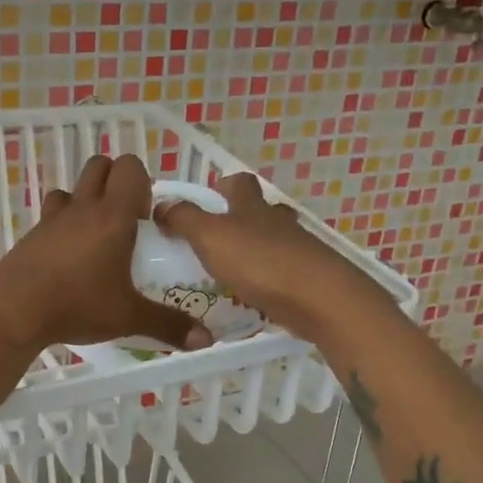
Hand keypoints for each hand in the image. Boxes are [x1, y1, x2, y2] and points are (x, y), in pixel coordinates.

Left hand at [0, 154, 213, 354]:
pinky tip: (68, 255)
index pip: (130, 168)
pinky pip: (52, 212)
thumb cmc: (77, 304)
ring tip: (96, 236)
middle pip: (100, 165)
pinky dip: (63, 221)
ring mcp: (53, 217)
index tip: (145, 219)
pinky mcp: (32, 233)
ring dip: (87, 199)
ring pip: (73, 187)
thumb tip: (205, 340)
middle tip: (125, 221)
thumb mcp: (128, 317)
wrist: (13, 309)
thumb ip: (168, 325)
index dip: (142, 184)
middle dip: (116, 182)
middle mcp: (83, 207)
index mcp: (113, 216)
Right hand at [153, 173, 380, 343]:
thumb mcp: (211, 237)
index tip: (210, 195)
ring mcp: (298, 250)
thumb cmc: (260, 262)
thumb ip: (185, 219)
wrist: (319, 299)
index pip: (241, 183)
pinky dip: (269, 278)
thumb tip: (162, 204)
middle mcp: (277, 223)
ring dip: (256, 250)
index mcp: (253, 207)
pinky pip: (284, 272)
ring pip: (275, 242)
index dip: (225, 184)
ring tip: (231, 269)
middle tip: (218, 236)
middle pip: (262, 211)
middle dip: (243, 218)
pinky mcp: (308, 279)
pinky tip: (254, 294)